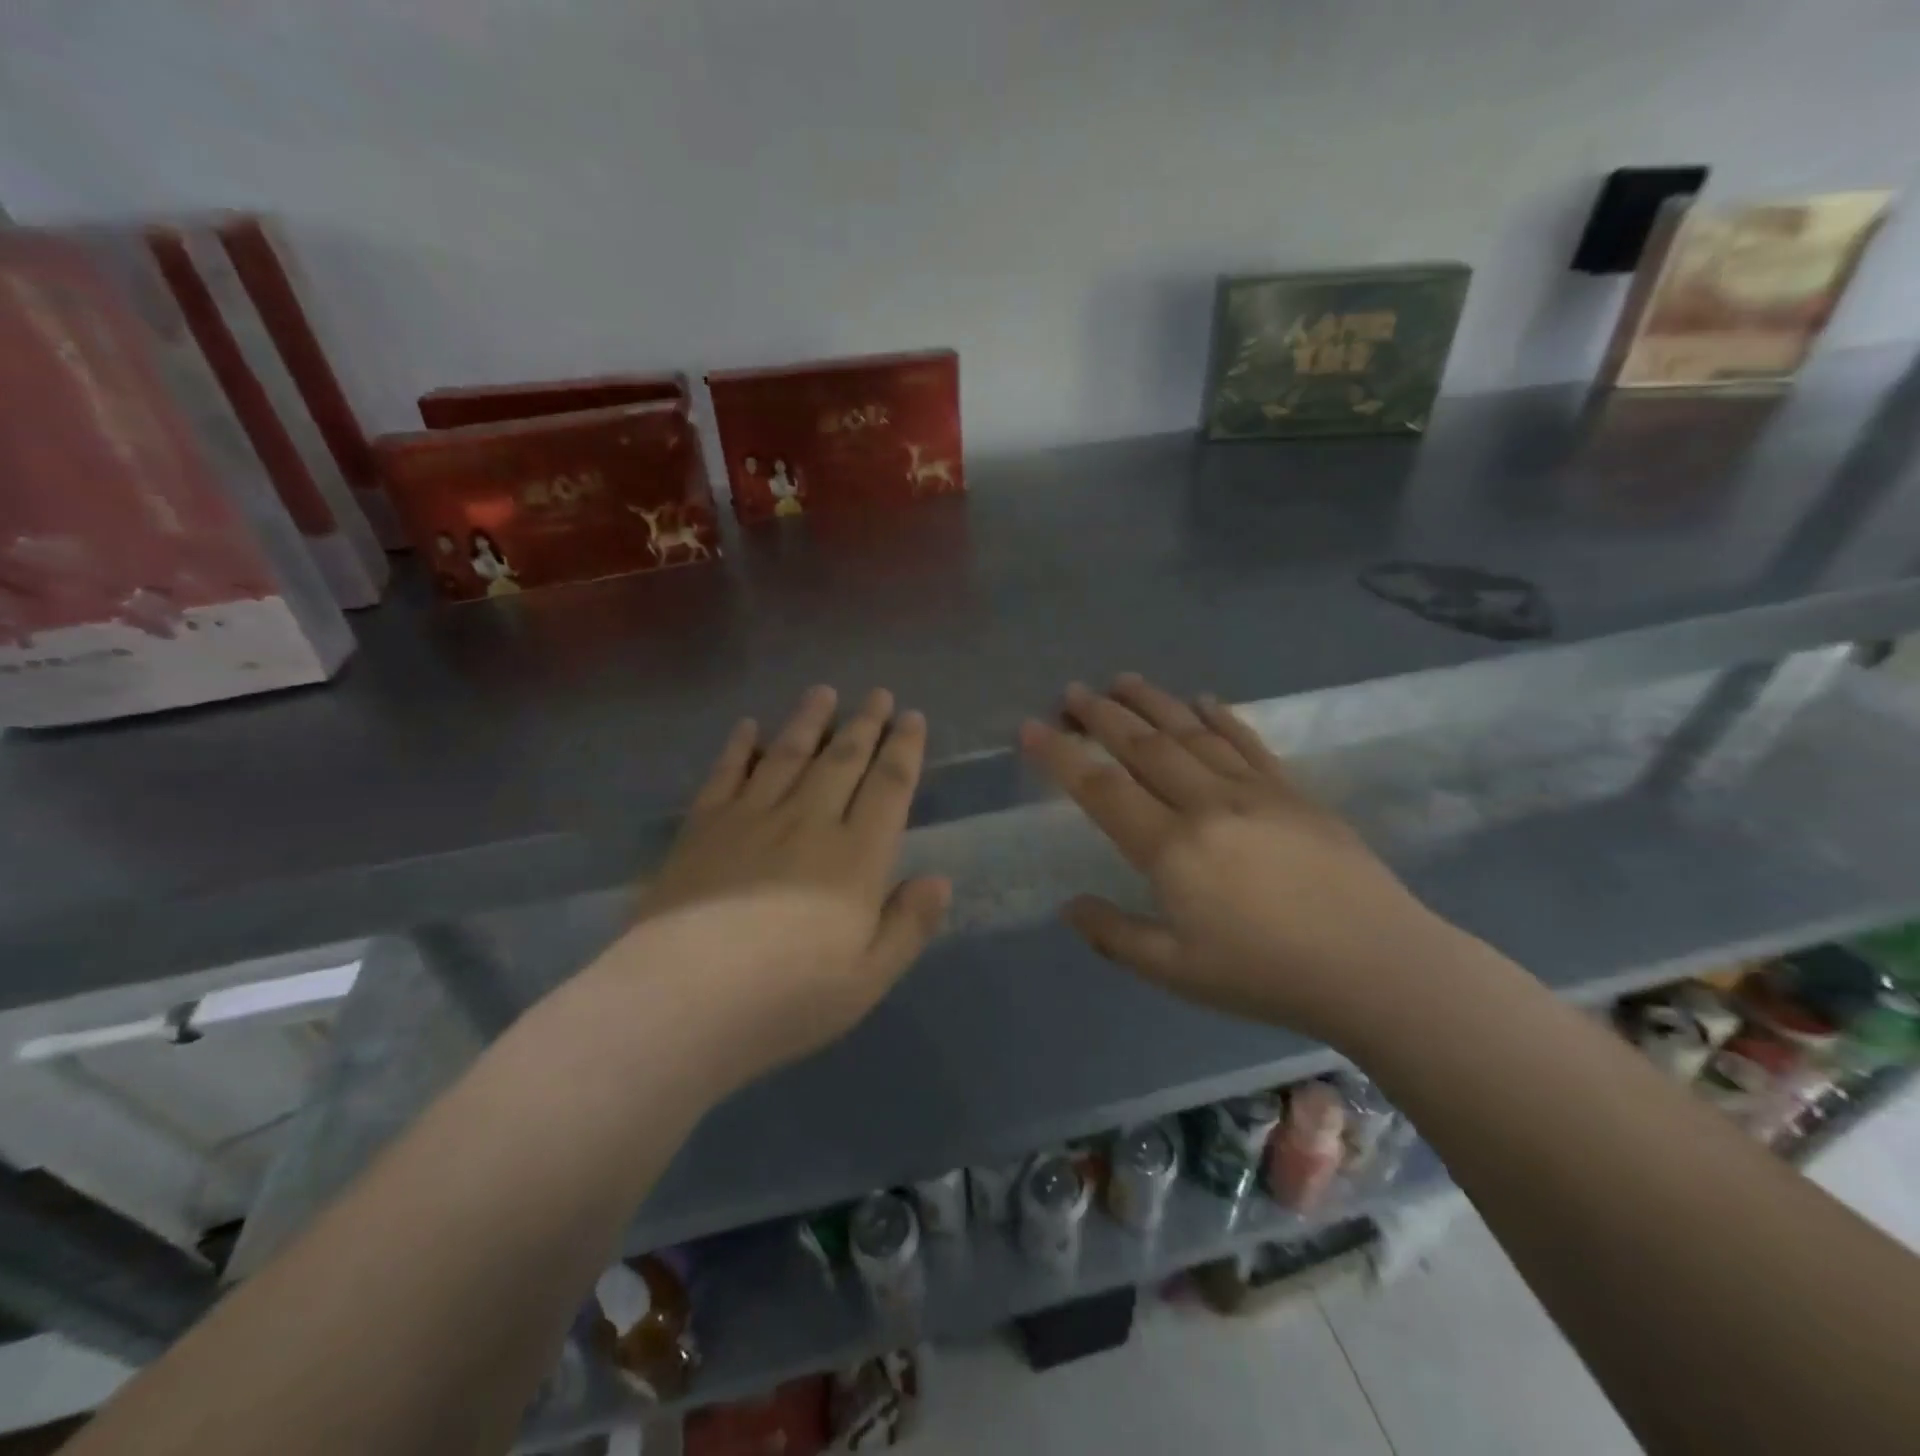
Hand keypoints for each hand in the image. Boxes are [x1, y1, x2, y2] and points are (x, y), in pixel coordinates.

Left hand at [613, 685, 949, 1075]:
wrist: (683, 1001)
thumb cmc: (787, 998)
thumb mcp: (868, 977)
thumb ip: (909, 925)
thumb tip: (940, 880)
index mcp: (856, 856)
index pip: (889, 786)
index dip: (904, 748)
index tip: (912, 718)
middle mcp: (809, 821)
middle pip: (843, 759)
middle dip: (865, 723)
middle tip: (878, 693)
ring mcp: (751, 818)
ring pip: (788, 754)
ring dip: (809, 721)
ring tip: (823, 693)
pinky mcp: (702, 827)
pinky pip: (727, 774)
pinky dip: (740, 747)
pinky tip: (748, 727)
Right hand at [1019, 674, 1465, 1046]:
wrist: (1378, 966)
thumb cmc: (1266, 974)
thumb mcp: (1176, 972)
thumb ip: (1115, 936)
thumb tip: (1069, 907)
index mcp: (1171, 849)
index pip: (1101, 789)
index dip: (1061, 755)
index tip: (1031, 727)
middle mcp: (1206, 804)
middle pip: (1144, 746)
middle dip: (1102, 715)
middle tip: (1073, 691)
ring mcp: (1254, 791)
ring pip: (1192, 733)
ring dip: (1153, 702)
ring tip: (1122, 680)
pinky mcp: (1293, 792)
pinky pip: (1248, 742)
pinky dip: (1221, 716)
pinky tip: (1204, 699)